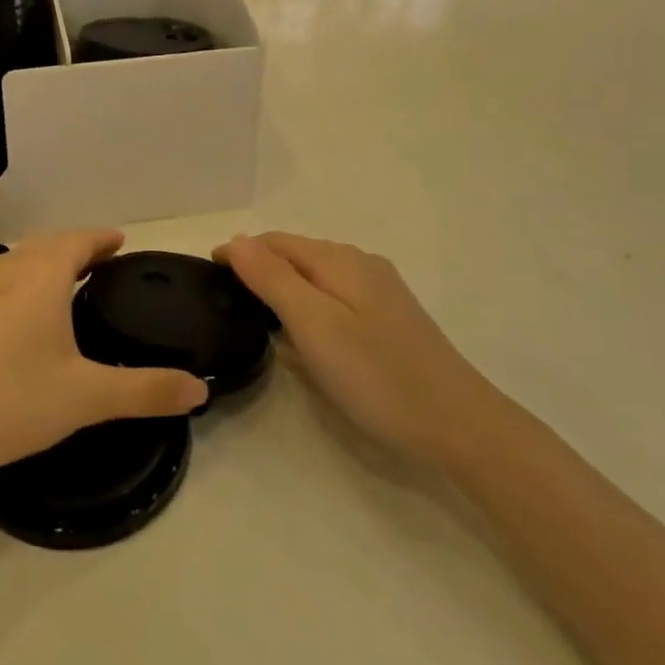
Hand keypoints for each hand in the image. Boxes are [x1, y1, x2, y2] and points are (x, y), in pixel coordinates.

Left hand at [0, 229, 207, 482]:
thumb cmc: (10, 402)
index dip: (102, 238)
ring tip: (66, 282)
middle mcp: (5, 270)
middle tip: (102, 262)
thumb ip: (146, 390)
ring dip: (45, 262)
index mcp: (40, 276)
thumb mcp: (86, 397)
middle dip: (77, 247)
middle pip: (47, 244)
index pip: (78, 240)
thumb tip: (200, 390)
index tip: (121, 241)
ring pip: (18, 260)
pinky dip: (19, 282)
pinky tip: (19, 314)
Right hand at [216, 232, 489, 468]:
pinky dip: (308, 302)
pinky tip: (303, 330)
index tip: (206, 274)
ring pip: (317, 276)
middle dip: (259, 265)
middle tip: (224, 295)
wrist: (457, 424)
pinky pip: (335, 296)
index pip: (275, 241)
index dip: (239, 252)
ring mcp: (380, 291)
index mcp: (339, 260)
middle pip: (297, 254)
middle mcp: (361, 264)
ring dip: (283, 284)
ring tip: (254, 311)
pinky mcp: (390, 318)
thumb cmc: (376, 375)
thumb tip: (236, 240)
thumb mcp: (314, 324)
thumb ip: (273, 278)